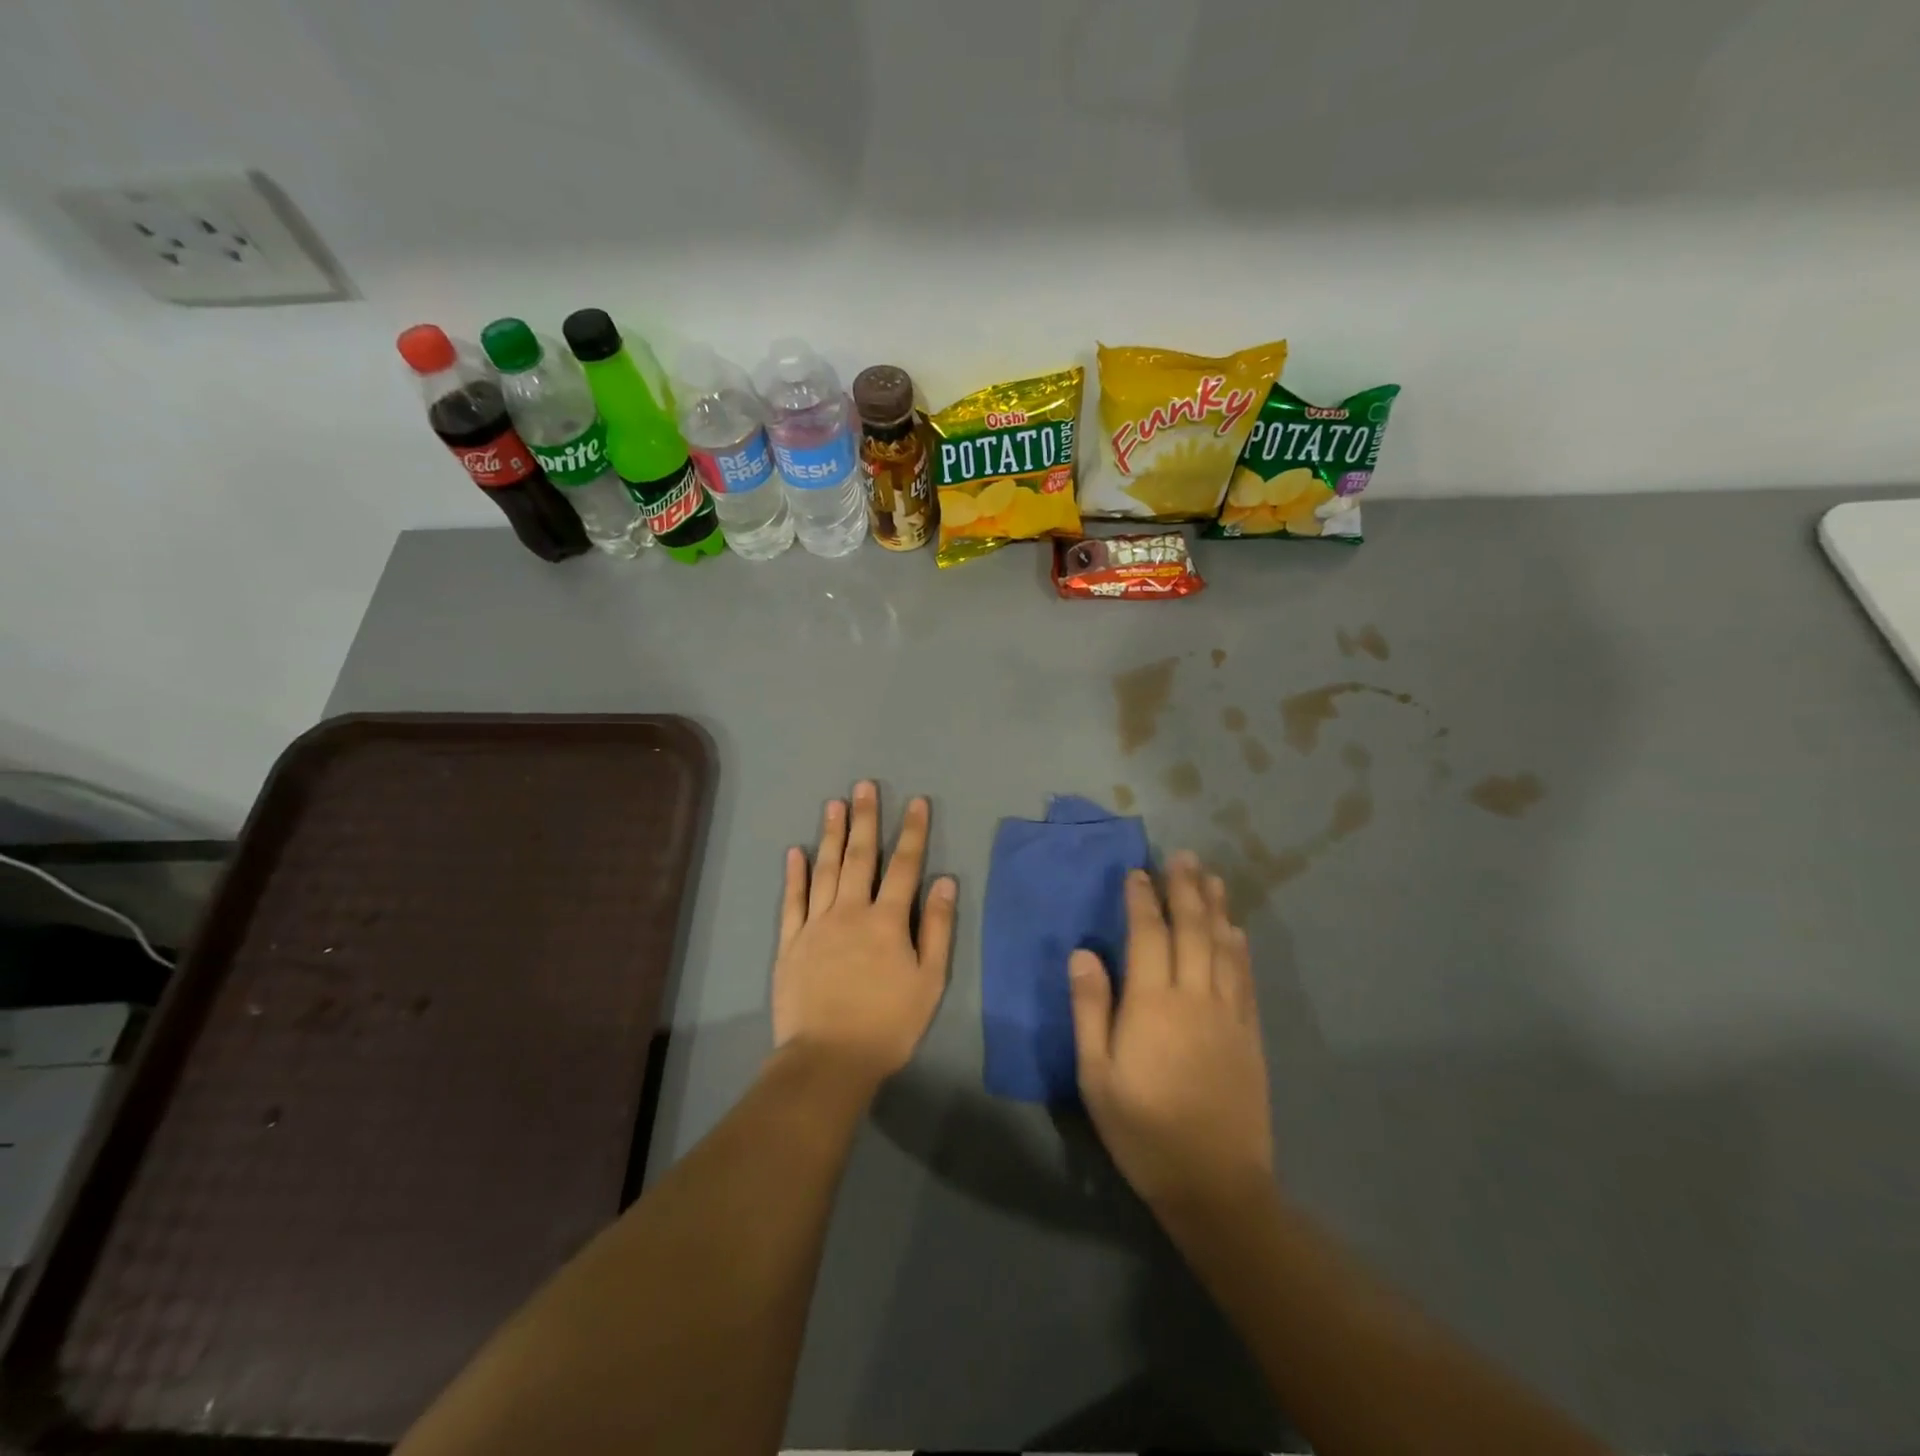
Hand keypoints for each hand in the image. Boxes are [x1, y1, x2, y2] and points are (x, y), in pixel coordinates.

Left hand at [773, 782, 956, 1090]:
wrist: (828, 1059)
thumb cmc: (888, 1024)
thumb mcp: (929, 981)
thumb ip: (936, 929)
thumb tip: (944, 883)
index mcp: (887, 921)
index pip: (904, 866)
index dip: (912, 832)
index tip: (916, 802)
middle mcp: (850, 912)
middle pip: (860, 857)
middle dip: (865, 819)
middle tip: (864, 786)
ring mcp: (816, 925)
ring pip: (825, 870)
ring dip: (831, 835)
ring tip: (834, 804)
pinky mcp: (790, 942)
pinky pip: (792, 901)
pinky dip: (795, 875)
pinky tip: (796, 852)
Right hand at [1069, 851, 1273, 1216]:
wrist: (1215, 1184)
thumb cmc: (1143, 1130)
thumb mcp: (1096, 1075)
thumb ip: (1090, 1009)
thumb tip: (1083, 953)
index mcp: (1152, 1003)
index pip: (1148, 934)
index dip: (1142, 899)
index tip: (1138, 872)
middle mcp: (1194, 996)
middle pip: (1192, 929)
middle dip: (1185, 889)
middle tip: (1183, 856)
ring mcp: (1228, 1013)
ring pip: (1223, 946)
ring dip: (1216, 907)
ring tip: (1211, 877)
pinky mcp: (1249, 1034)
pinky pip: (1245, 977)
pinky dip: (1239, 947)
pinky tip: (1236, 931)